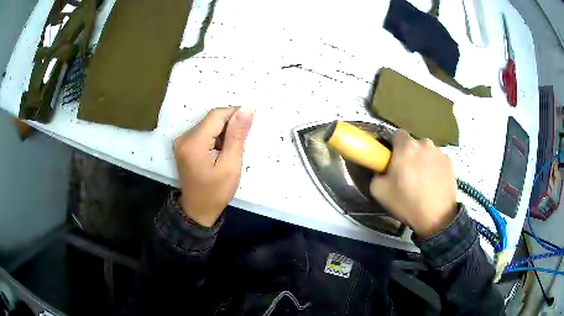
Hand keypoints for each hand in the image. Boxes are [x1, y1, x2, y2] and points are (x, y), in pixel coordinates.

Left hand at [173, 107, 253, 226]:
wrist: (197, 210)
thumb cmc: (216, 192)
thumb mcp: (231, 165)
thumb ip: (237, 135)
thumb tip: (247, 108)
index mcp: (193, 142)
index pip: (217, 115)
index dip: (235, 115)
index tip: (248, 127)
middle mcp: (183, 137)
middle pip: (212, 119)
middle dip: (229, 127)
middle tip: (238, 146)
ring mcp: (182, 141)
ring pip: (209, 124)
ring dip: (223, 133)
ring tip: (228, 153)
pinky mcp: (184, 145)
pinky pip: (204, 132)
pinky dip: (215, 138)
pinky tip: (219, 153)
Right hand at [370, 130, 456, 237]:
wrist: (437, 218)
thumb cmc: (408, 203)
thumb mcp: (379, 191)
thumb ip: (377, 173)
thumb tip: (382, 169)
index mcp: (406, 147)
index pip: (397, 134)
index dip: (394, 147)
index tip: (393, 161)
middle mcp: (424, 144)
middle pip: (413, 143)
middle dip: (409, 154)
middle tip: (407, 174)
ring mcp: (439, 152)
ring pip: (426, 151)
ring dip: (423, 160)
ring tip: (423, 180)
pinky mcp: (450, 162)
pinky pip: (438, 159)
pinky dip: (435, 166)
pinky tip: (434, 183)